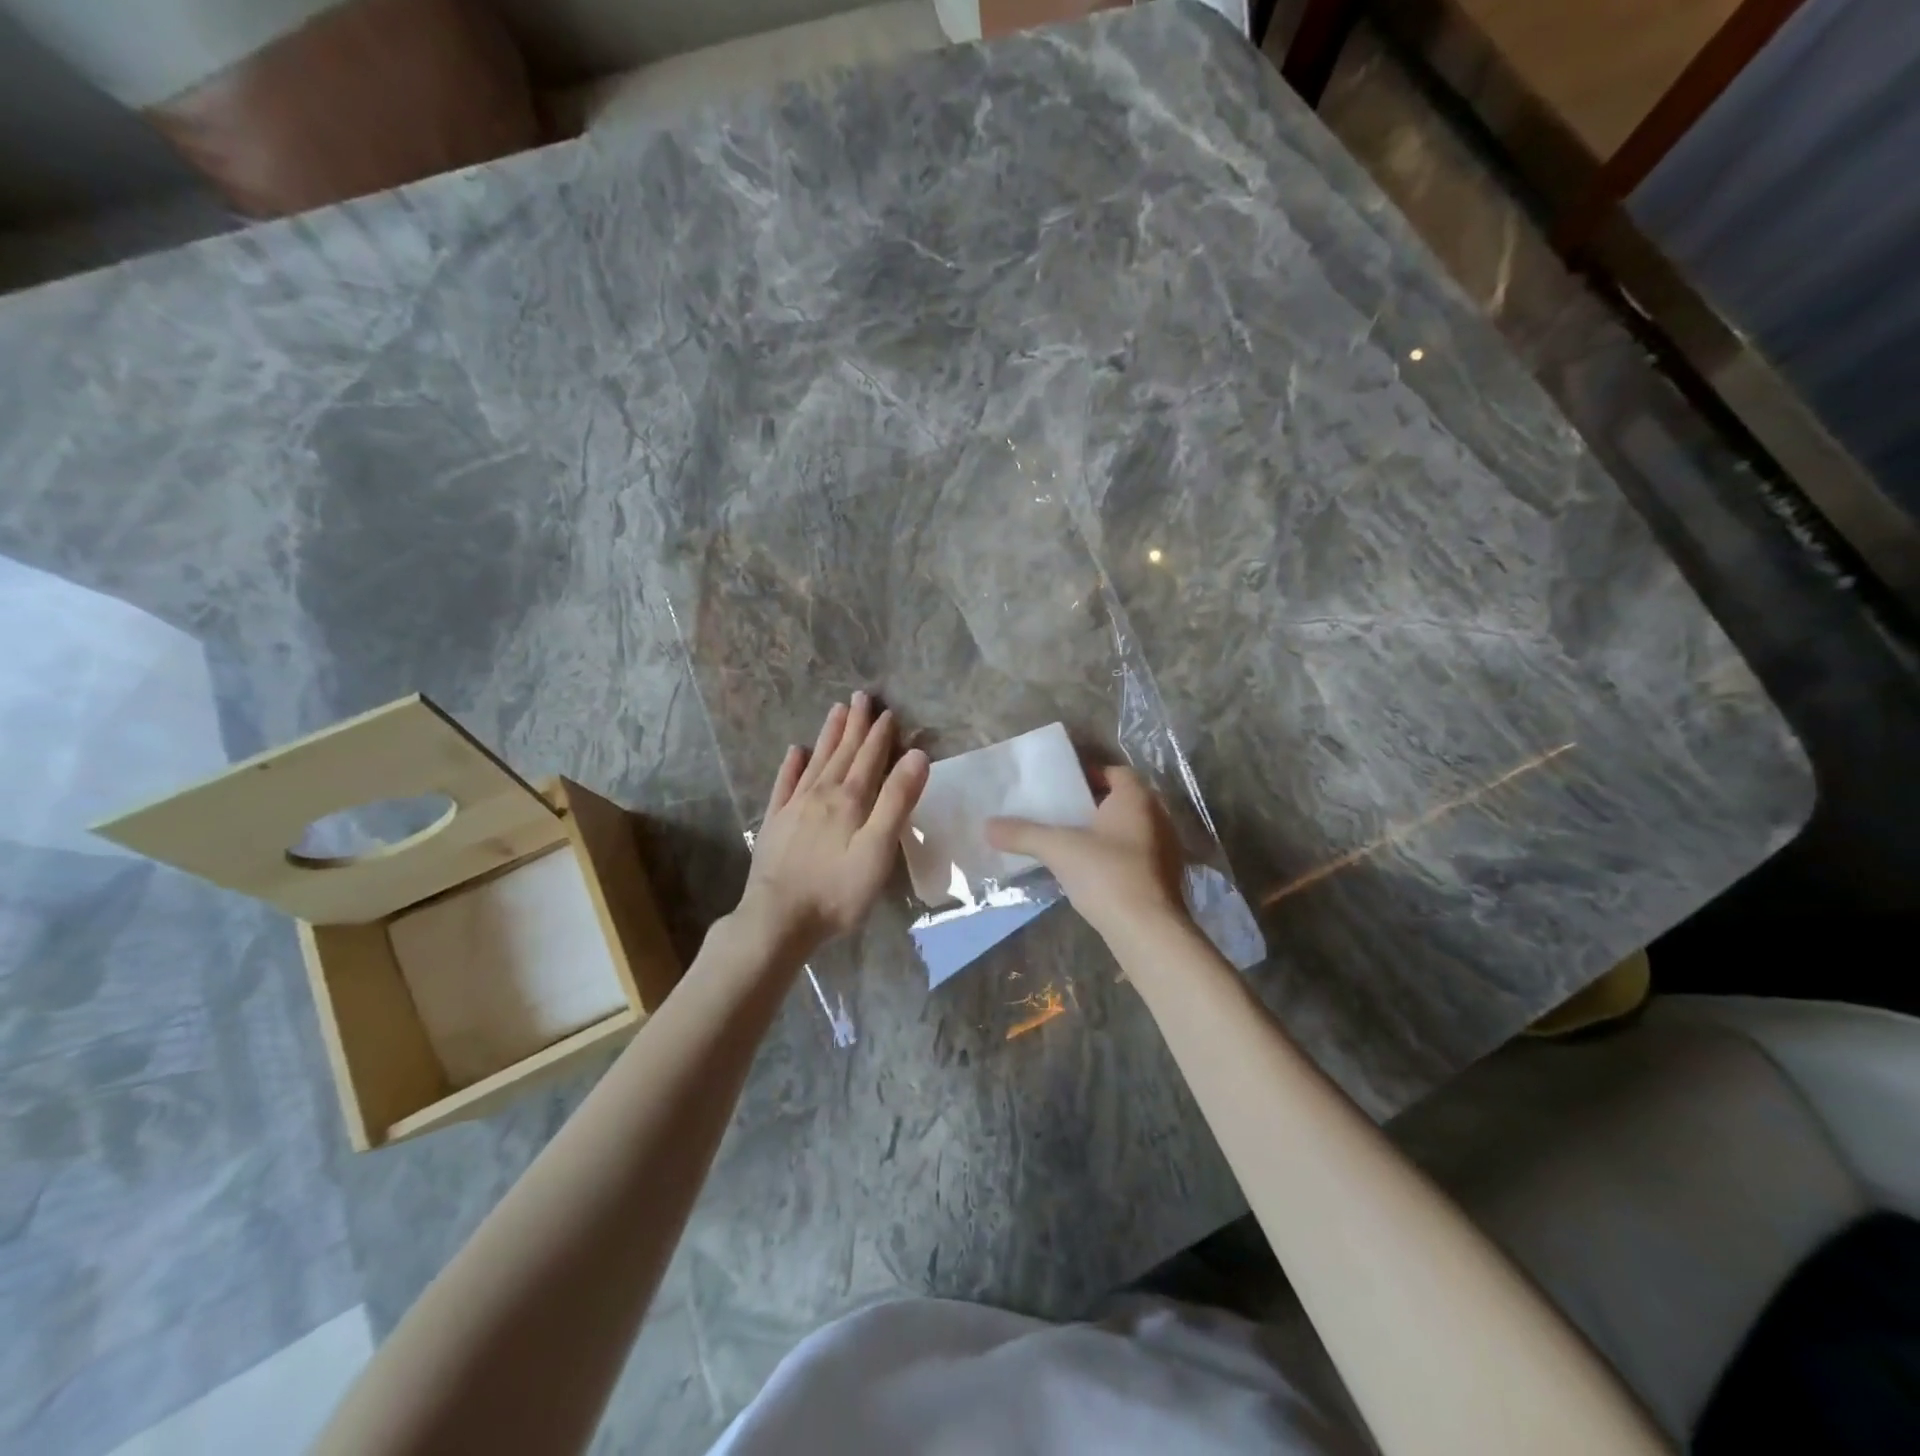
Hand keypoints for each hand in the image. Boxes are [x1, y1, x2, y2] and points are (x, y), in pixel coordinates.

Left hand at [736, 693, 928, 958]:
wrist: (777, 919)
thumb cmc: (837, 891)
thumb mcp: (878, 849)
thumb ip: (897, 801)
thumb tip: (917, 756)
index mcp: (850, 800)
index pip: (869, 759)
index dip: (880, 735)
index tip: (888, 712)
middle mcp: (821, 794)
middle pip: (842, 753)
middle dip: (855, 725)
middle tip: (861, 697)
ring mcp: (794, 808)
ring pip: (815, 761)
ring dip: (828, 736)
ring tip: (836, 711)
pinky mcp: (775, 824)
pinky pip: (784, 785)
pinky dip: (791, 766)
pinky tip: (795, 752)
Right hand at [987, 765, 1189, 940]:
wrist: (1148, 931)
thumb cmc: (1107, 874)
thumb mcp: (1058, 849)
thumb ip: (1023, 834)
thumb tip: (987, 826)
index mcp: (1136, 798)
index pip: (1115, 772)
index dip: (1089, 775)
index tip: (1062, 788)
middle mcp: (1157, 816)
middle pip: (1122, 800)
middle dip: (1093, 805)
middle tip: (1061, 813)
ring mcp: (1166, 848)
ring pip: (1130, 829)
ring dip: (1105, 832)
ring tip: (1072, 842)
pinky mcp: (1165, 877)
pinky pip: (1137, 855)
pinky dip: (1116, 856)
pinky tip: (1092, 872)